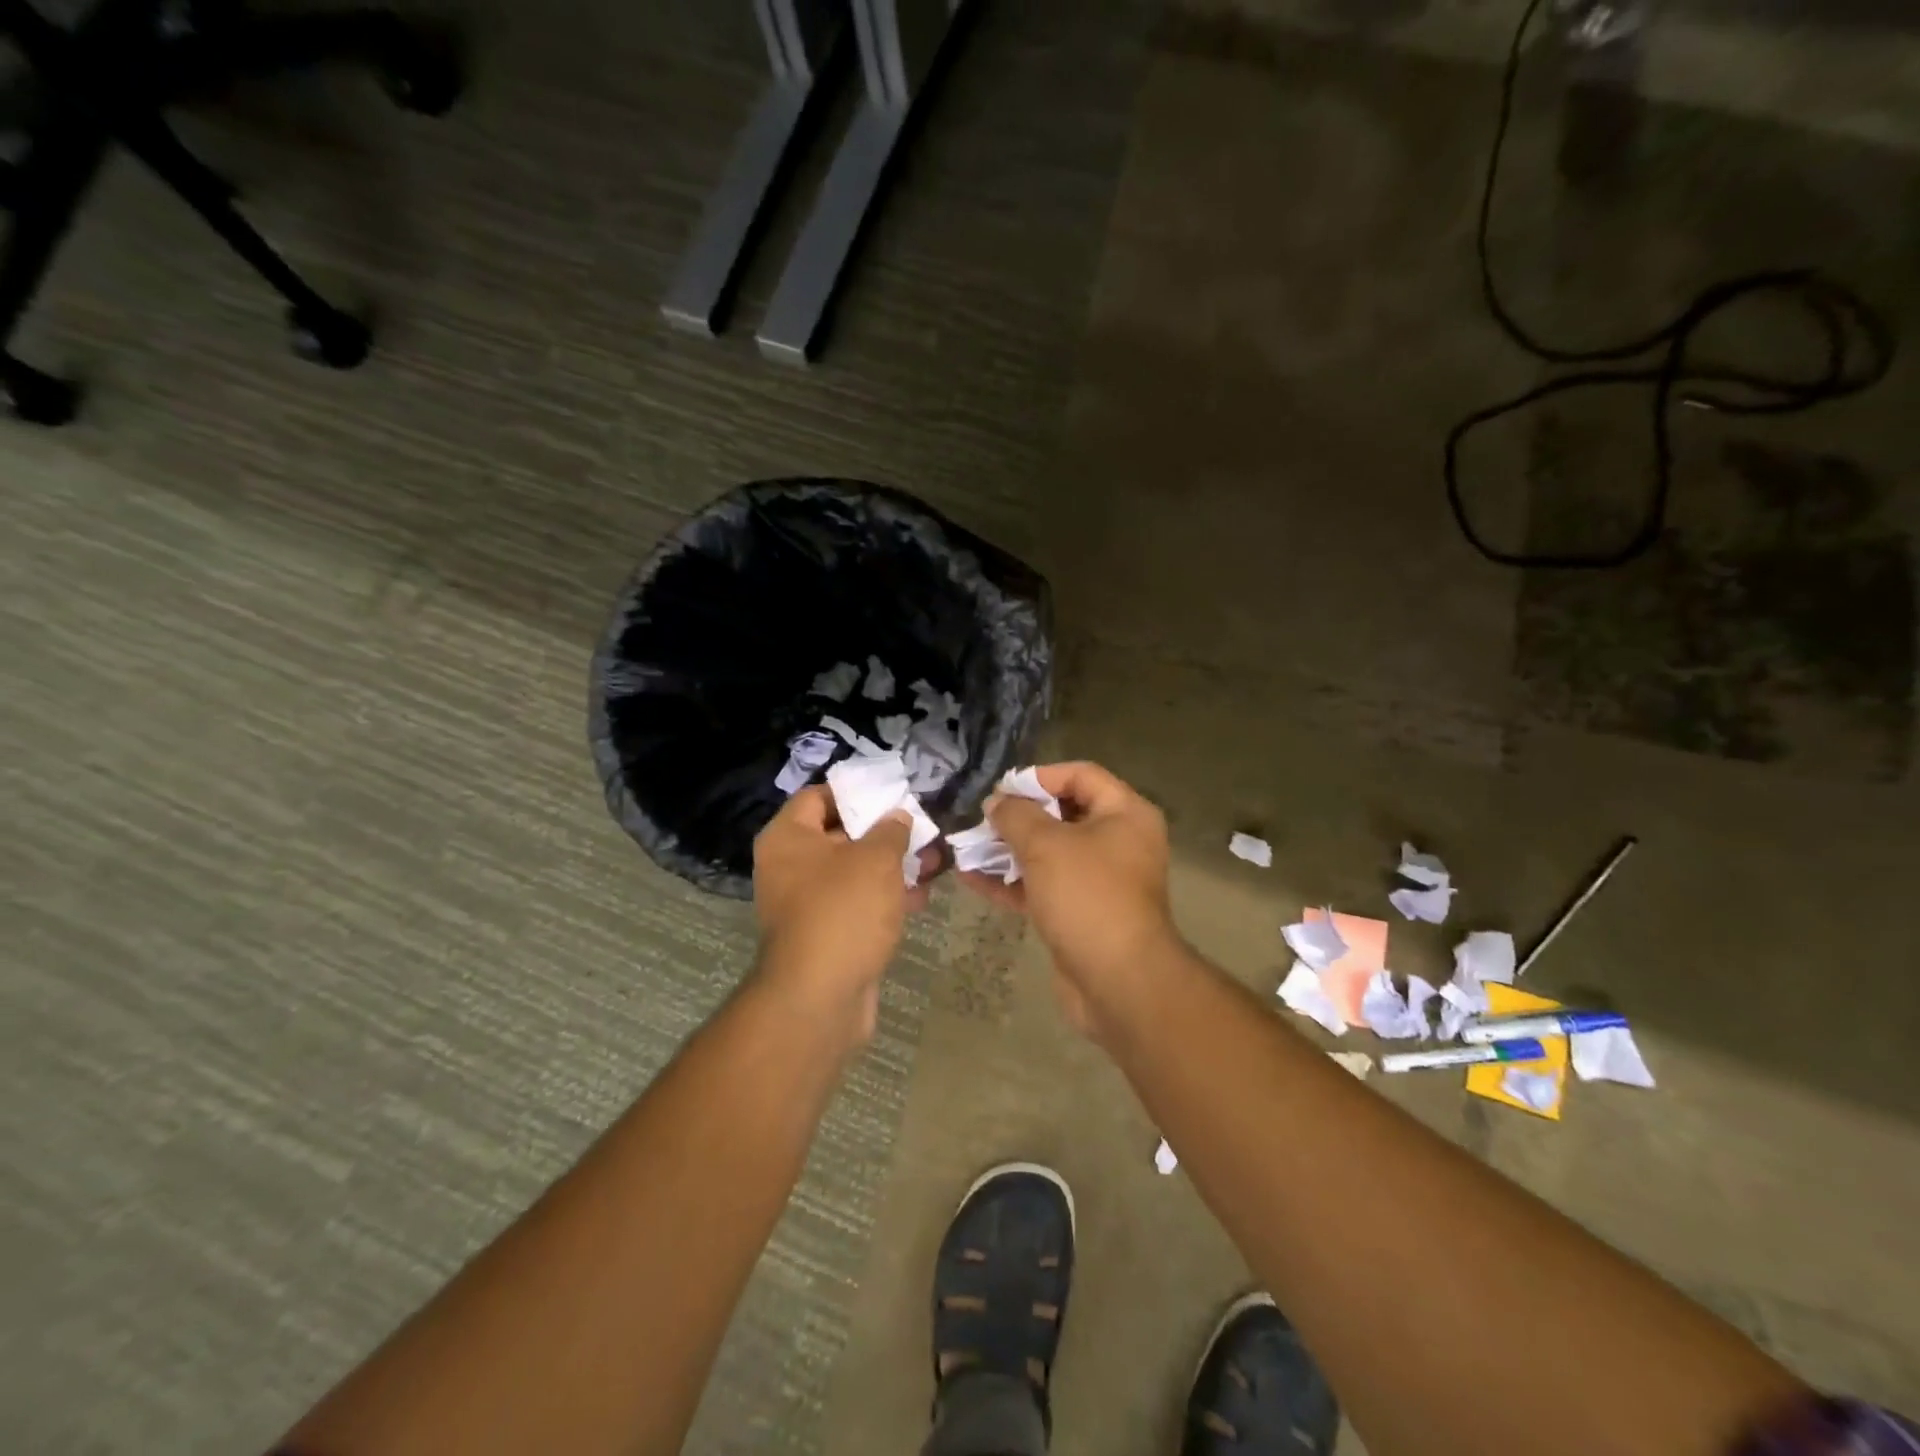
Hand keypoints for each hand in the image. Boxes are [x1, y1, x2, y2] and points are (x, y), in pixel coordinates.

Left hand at [751, 786, 935, 1040]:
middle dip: (883, 832)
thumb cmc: (843, 911)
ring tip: (932, 862)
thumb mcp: (875, 859)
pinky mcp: (826, 933)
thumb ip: (891, 830)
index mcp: (788, 838)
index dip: (855, 791)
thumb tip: (897, 817)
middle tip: (920, 828)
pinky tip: (919, 897)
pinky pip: (856, 904)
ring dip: (890, 866)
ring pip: (853, 872)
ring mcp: (806, 903)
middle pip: (839, 834)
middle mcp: (789, 866)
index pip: (818, 796)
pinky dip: (884, 898)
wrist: (819, 998)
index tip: (892, 793)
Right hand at [958, 762, 1182, 1036]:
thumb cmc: (1087, 895)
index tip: (1001, 789)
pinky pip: (1044, 886)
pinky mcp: (1081, 913)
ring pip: (1050, 853)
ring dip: (1009, 850)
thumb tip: (997, 802)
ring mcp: (1100, 880)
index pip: (1081, 775)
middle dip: (1019, 816)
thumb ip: (1016, 815)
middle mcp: (1118, 841)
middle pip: (1063, 814)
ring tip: (968, 846)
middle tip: (982, 818)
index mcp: (1125, 814)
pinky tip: (972, 879)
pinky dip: (1012, 882)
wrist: (1118, 981)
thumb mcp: (1046, 845)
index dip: (1039, 777)